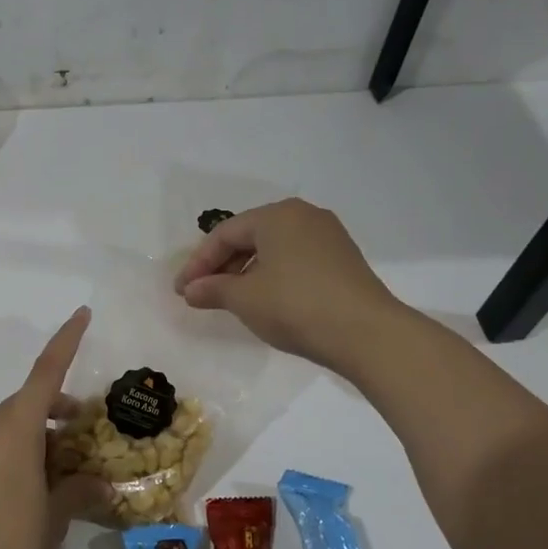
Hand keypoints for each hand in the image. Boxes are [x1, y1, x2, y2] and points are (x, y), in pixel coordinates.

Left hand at [0, 307, 109, 548]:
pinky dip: (18, 453)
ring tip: (64, 465)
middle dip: (58, 407)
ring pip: (10, 427)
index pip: (46, 372)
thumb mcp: (56, 515)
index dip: (66, 341)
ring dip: (39, 434)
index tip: (82, 314)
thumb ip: (79, 491)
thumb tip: (99, 484)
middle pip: (29, 402)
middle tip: (86, 428)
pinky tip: (32, 488)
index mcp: (16, 427)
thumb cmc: (12, 539)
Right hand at [174, 199, 403, 375]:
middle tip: (202, 293)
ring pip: (274, 249)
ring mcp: (328, 236)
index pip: (225, 234)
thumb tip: (190, 291)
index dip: (198, 263)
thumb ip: (212, 289)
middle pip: (250, 237)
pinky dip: (273, 276)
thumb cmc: (295, 306)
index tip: (181, 290)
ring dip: (247, 272)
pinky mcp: (343, 260)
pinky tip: (266, 300)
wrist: (366, 333)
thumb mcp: (245, 299)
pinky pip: (296, 260)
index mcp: (277, 215)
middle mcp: (304, 216)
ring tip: (230, 300)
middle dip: (222, 266)